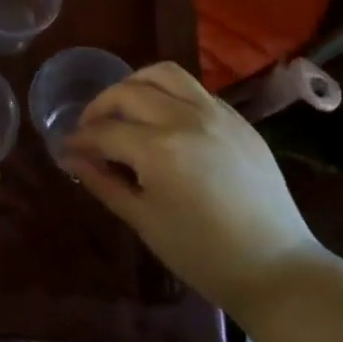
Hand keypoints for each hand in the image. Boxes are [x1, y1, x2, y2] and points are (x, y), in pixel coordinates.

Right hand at [64, 62, 320, 316]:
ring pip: (164, 74)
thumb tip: (71, 158)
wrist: (276, 268)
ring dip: (134, 84)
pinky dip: (169, 93)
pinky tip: (163, 118)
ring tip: (124, 107)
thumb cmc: (202, 255)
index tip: (66, 149)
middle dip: (100, 106)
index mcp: (159, 149)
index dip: (79, 139)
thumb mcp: (144, 221)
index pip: (105, 131)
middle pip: (128, 92)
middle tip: (90, 129)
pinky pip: (195, 89)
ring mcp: (216, 114)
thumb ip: (104, 182)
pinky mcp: (238, 119)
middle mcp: (185, 118)